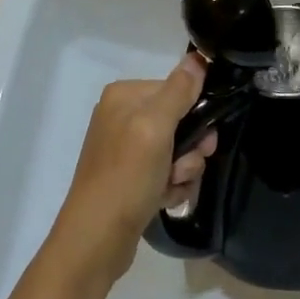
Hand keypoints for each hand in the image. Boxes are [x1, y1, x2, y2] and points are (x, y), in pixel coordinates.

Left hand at [47, 54, 218, 282]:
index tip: (204, 141)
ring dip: (183, 171)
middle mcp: (122, 116)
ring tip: (170, 189)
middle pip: (179, 121)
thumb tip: (198, 57)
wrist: (95, 241)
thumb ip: (179, 91)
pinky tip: (163, 200)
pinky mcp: (129, 177)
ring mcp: (125, 149)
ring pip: (177, 149)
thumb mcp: (155, 127)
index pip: (176, 89)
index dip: (195, 114)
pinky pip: (165, 172)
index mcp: (124, 95)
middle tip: (183, 169)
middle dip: (189, 149)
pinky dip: (170, 186)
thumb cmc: (126, 176)